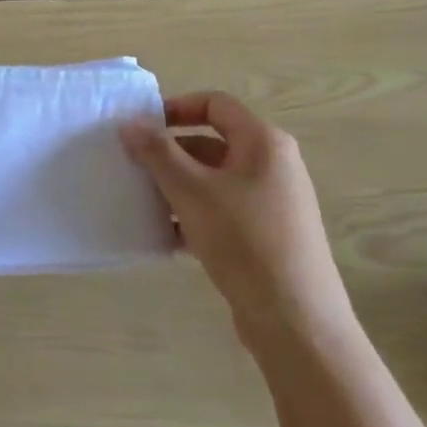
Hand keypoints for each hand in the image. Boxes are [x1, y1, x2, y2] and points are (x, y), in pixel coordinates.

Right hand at [121, 92, 349, 348]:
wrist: (296, 322)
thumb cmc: (244, 241)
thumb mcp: (192, 192)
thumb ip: (158, 153)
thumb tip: (129, 124)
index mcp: (263, 142)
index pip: (216, 104)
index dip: (176, 108)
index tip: (142, 127)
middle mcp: (273, 165)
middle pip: (213, 143)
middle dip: (170, 154)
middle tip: (133, 167)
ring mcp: (272, 202)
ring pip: (214, 181)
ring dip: (178, 188)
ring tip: (141, 202)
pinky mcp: (267, 236)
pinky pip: (223, 212)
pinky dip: (194, 217)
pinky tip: (164, 237)